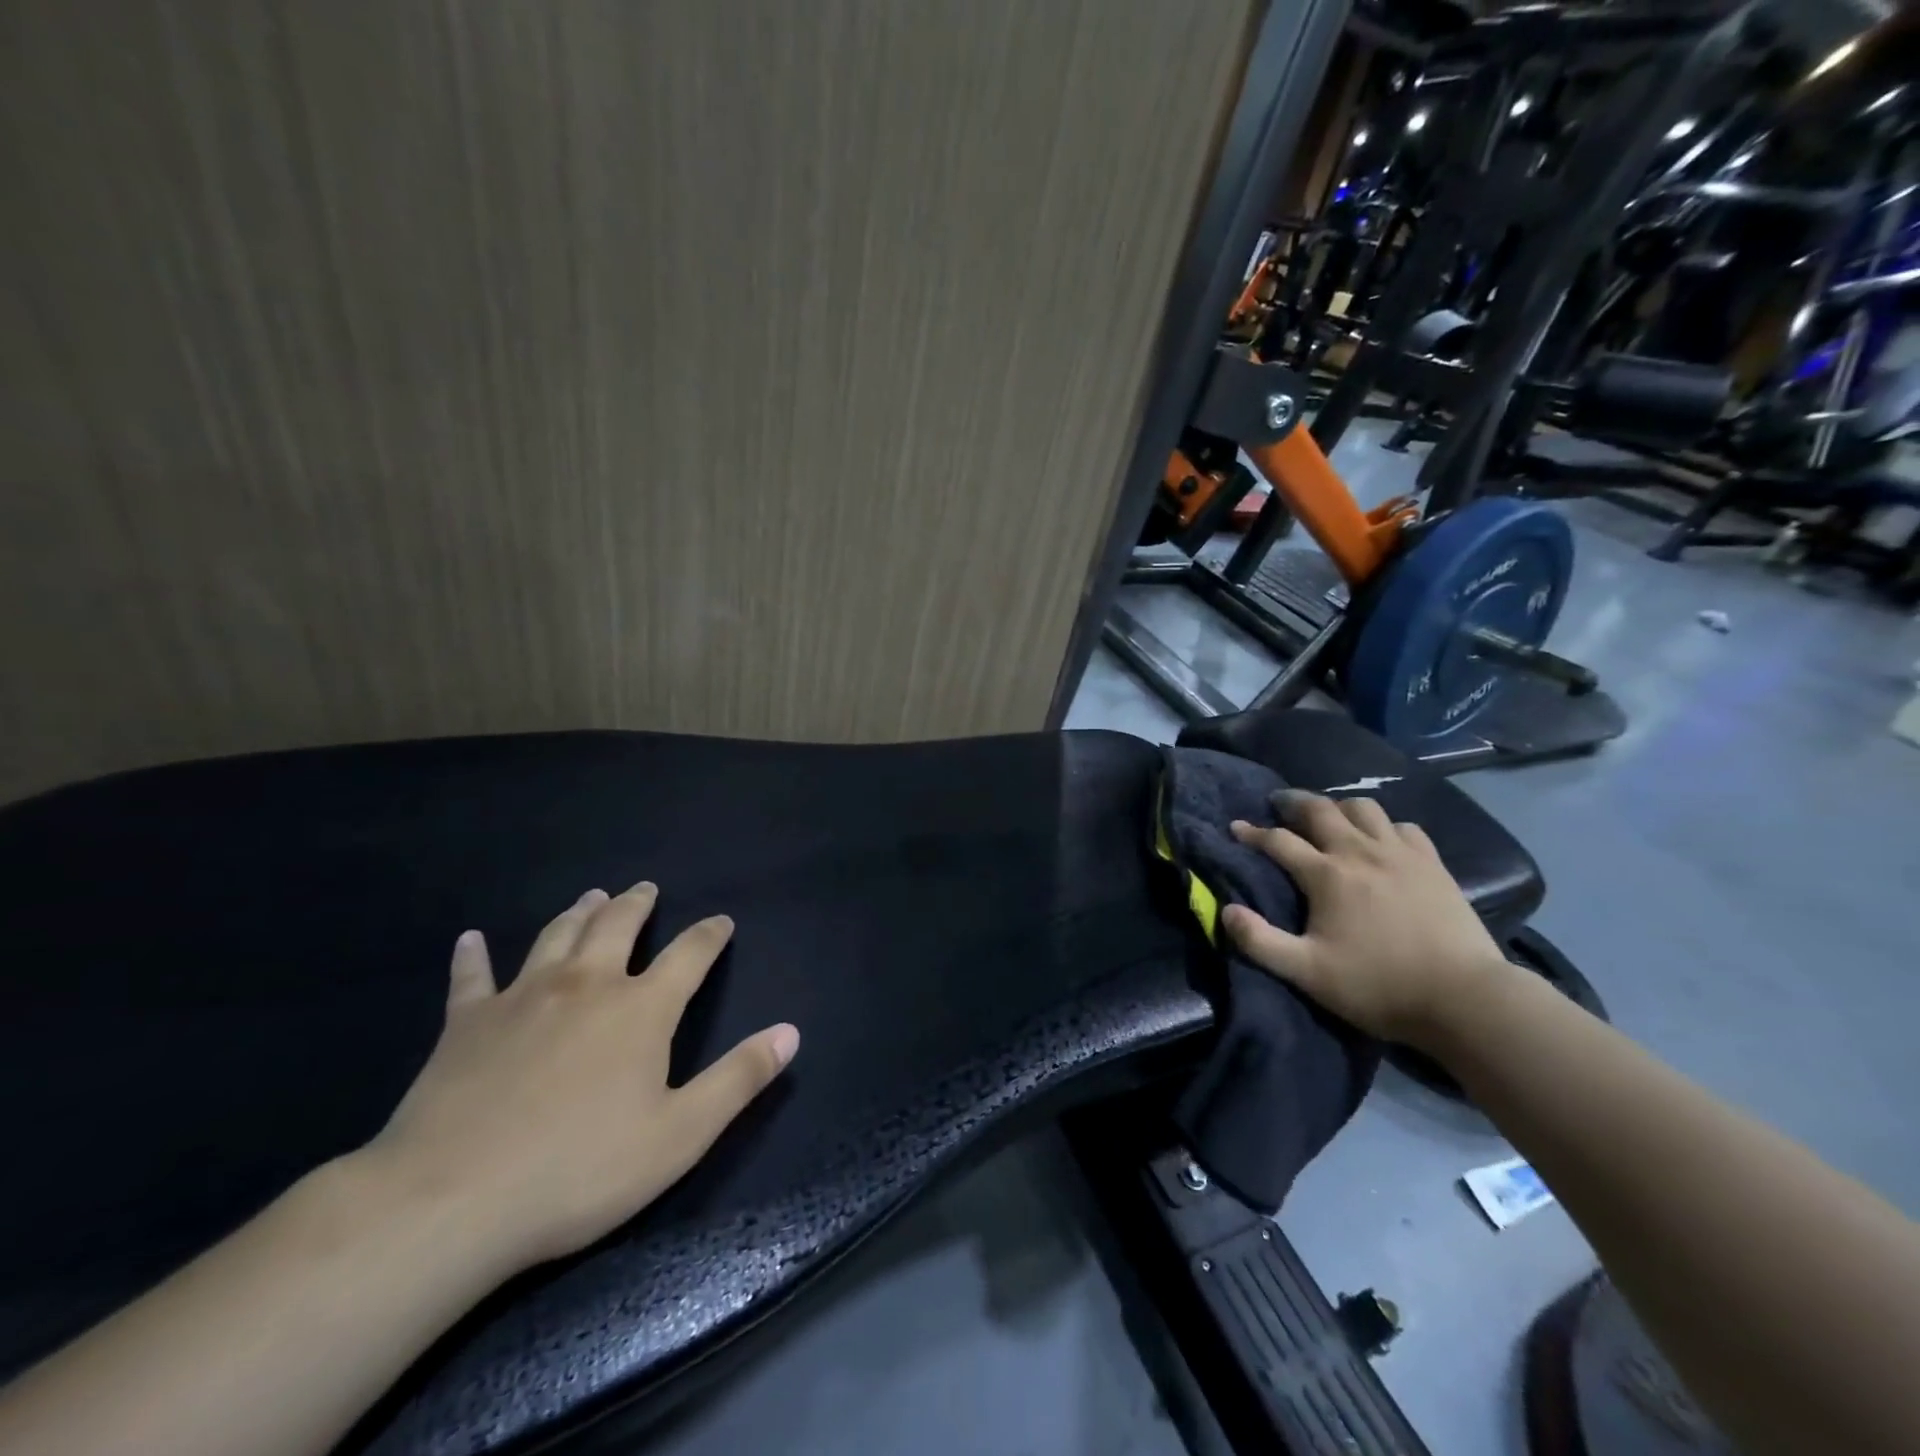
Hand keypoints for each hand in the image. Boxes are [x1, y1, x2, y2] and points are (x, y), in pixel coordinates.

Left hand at [364, 883, 798, 1273]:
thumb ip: (739, 1078)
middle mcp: (587, 985)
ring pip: (556, 936)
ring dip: (578, 912)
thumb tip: (791, 1031)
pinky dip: (472, 955)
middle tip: (646, 889)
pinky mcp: (465, 1023)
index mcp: (641, 1008)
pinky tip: (470, 939)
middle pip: (618, 926)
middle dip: (637, 904)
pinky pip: (471, 977)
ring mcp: (522, 998)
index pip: (689, 954)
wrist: (451, 1202)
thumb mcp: (681, 1134)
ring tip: (591, 896)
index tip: (721, 920)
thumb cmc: (580, 1170)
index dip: (709, 934)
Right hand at [1223, 792, 1510, 1047]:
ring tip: (1329, 815)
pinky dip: (1385, 825)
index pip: (1278, 841)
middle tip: (1278, 803)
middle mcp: (1360, 852)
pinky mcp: (1433, 864)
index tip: (1235, 827)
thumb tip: (1226, 910)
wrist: (1464, 998)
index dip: (1252, 833)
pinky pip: (1404, 826)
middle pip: (1320, 810)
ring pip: (1363, 808)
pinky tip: (1382, 838)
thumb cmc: (1378, 986)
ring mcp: (1400, 854)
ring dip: (1338, 806)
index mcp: (1326, 875)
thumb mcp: (1307, 972)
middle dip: (1292, 802)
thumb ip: (1260, 942)